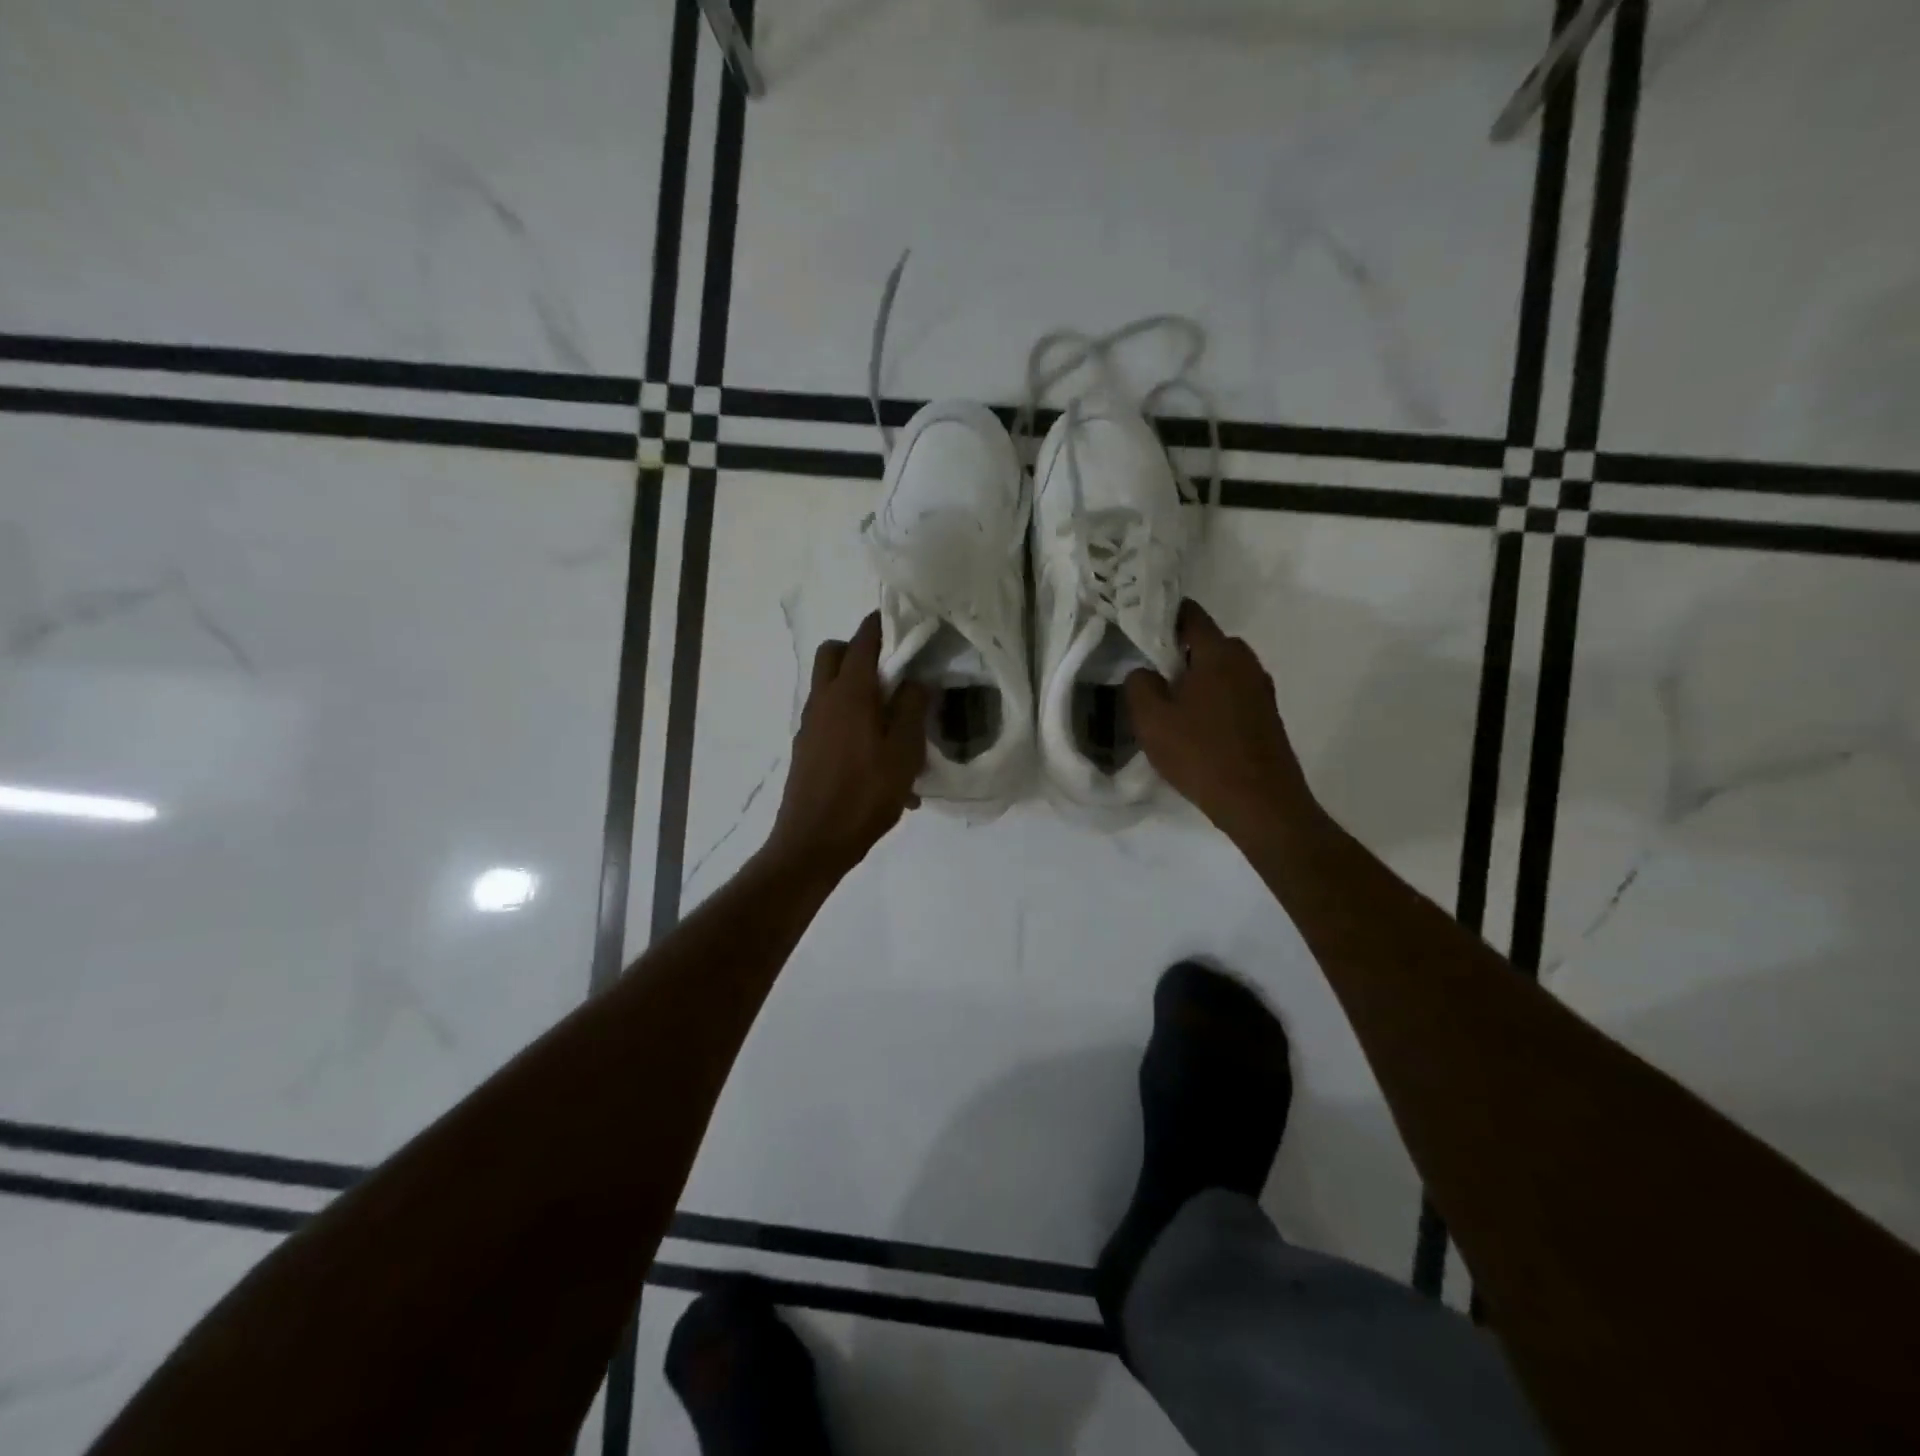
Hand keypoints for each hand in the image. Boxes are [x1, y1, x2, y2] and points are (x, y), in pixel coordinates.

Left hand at [766, 612, 928, 876]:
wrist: (814, 842)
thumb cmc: (865, 794)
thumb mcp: (904, 752)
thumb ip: (913, 708)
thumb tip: (916, 680)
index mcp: (849, 693)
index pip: (863, 640)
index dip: (881, 624)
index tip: (901, 620)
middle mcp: (823, 700)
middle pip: (833, 654)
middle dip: (858, 651)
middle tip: (891, 672)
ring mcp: (810, 725)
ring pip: (828, 687)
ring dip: (855, 688)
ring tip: (892, 721)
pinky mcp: (806, 749)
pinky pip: (829, 719)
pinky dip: (850, 721)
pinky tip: (878, 761)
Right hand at [1124, 601, 1321, 844]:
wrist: (1261, 803)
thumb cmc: (1201, 754)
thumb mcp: (1151, 719)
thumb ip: (1139, 684)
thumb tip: (1144, 672)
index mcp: (1219, 652)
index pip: (1189, 614)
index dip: (1161, 616)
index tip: (1138, 629)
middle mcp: (1246, 662)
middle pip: (1205, 643)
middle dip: (1177, 654)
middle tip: (1148, 676)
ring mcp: (1261, 689)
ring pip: (1219, 671)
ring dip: (1195, 681)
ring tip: (1169, 707)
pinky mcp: (1266, 716)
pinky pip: (1232, 695)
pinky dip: (1211, 701)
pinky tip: (1194, 729)